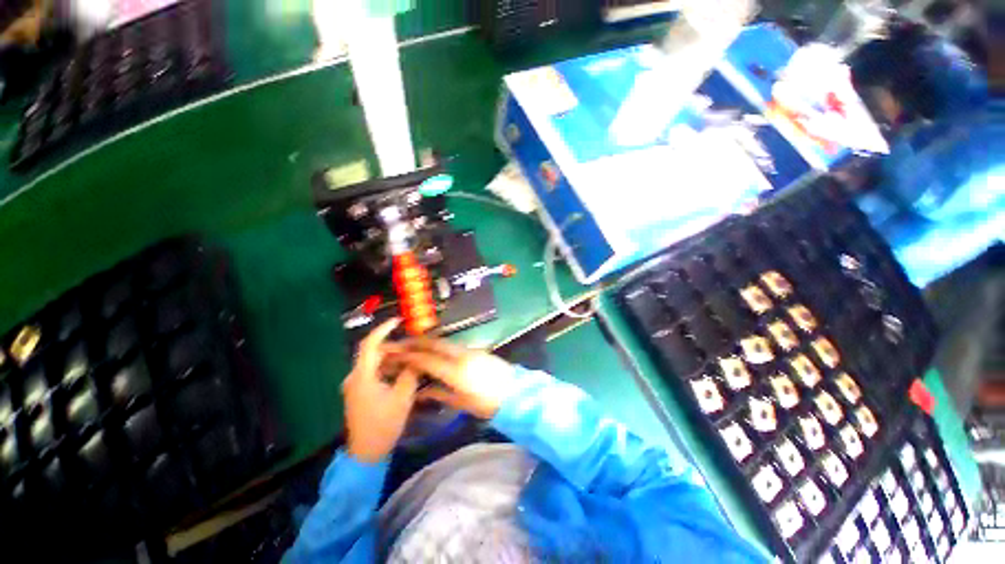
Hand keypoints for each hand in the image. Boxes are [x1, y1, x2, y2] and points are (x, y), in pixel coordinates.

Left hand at [342, 319, 418, 462]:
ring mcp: (355, 385)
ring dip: (392, 357)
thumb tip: (419, 357)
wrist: (366, 454)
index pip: (370, 344)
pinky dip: (388, 367)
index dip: (383, 329)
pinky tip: (402, 371)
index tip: (399, 320)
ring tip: (411, 356)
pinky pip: (374, 372)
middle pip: (373, 352)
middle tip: (413, 345)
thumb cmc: (384, 425)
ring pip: (374, 362)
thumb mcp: (402, 398)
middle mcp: (354, 377)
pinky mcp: (359, 392)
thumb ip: (411, 373)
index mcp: (362, 376)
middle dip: (394, 346)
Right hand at [388, 338, 517, 418]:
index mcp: (455, 371)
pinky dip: (439, 345)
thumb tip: (421, 392)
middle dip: (415, 342)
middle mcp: (461, 355)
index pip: (427, 359)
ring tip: (413, 345)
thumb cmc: (487, 403)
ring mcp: (469, 350)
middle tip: (399, 343)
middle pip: (434, 343)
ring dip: (427, 342)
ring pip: (443, 342)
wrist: (515, 391)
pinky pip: (452, 345)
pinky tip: (434, 350)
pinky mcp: (476, 349)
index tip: (394, 354)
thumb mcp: (461, 402)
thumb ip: (439, 394)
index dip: (408, 356)